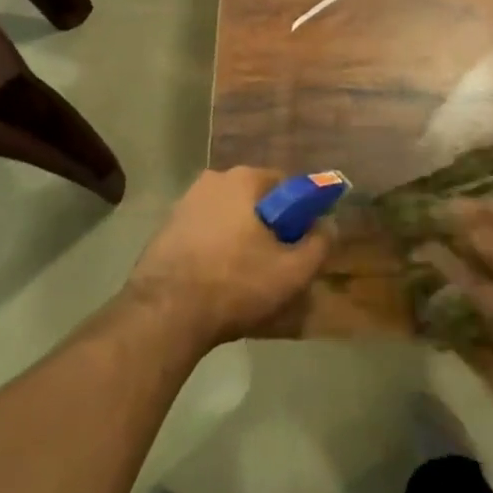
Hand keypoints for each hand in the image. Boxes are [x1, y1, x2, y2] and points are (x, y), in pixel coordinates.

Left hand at [125, 168, 332, 351]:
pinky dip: (215, 249)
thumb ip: (319, 244)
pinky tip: (217, 281)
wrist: (165, 313)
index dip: (300, 214)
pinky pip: (204, 232)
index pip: (286, 185)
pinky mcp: (165, 228)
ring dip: (240, 239)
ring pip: (228, 217)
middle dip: (268, 227)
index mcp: (244, 179)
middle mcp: (212, 180)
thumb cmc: (235, 284)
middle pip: (255, 201)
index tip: (301, 242)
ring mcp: (184, 202)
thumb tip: (328, 225)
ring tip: (246, 279)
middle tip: (276, 264)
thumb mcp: (292, 271)